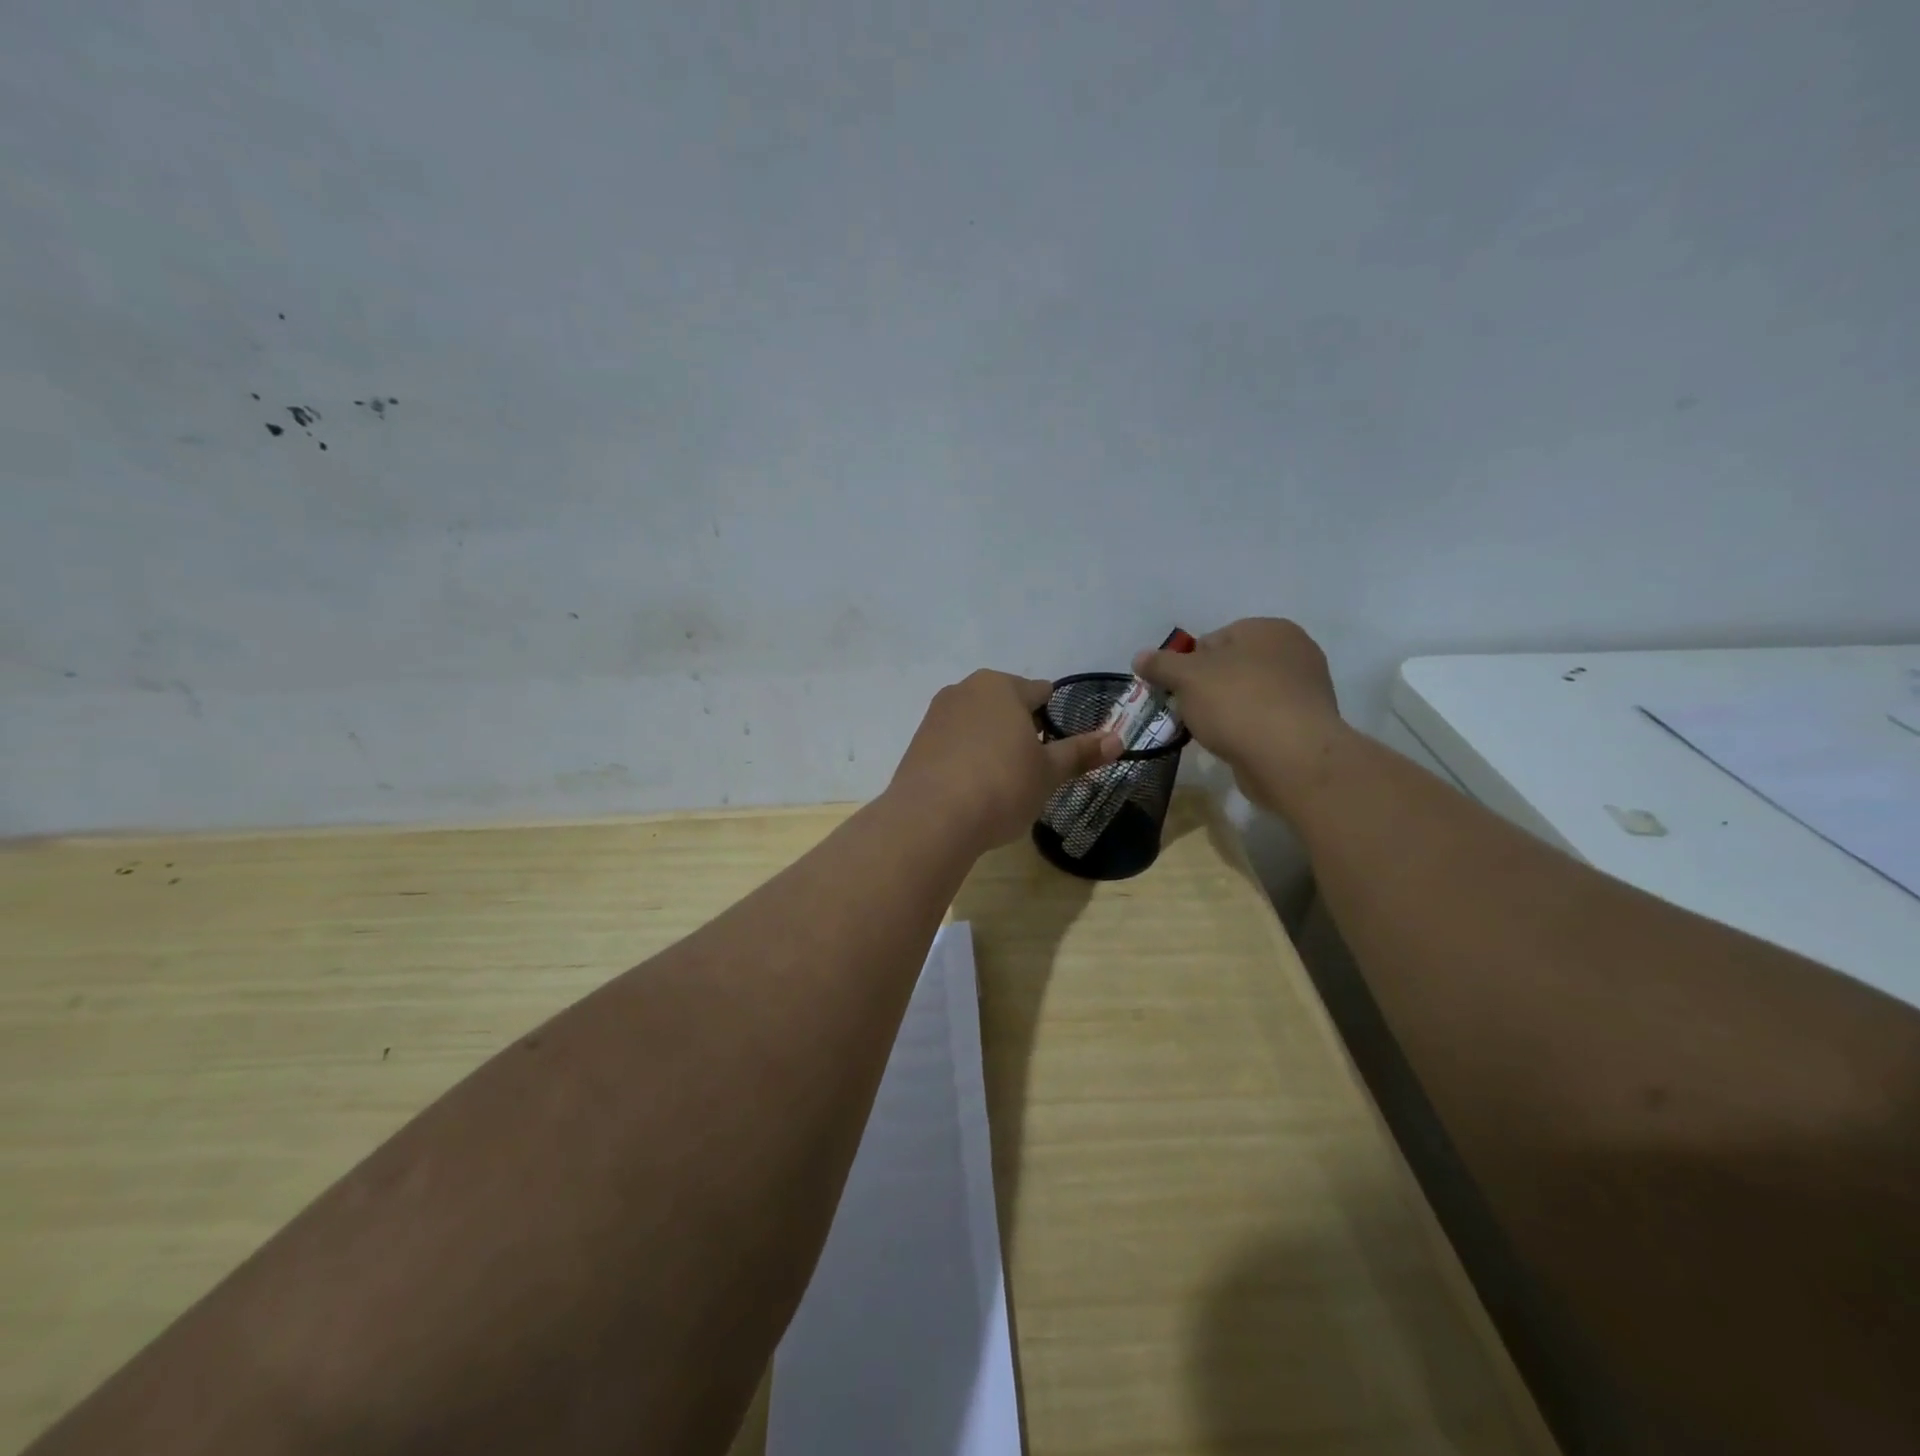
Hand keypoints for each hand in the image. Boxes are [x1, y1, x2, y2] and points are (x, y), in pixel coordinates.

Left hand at [888, 671, 1121, 851]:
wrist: (931, 818)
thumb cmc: (1001, 786)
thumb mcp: (1048, 773)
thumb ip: (1080, 753)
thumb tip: (1117, 739)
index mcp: (1001, 686)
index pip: (1039, 692)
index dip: (1053, 719)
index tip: (1057, 748)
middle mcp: (965, 689)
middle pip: (1005, 705)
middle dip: (1020, 730)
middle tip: (1031, 768)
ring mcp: (936, 715)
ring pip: (977, 723)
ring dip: (991, 743)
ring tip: (1001, 781)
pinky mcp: (917, 742)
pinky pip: (953, 743)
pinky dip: (966, 757)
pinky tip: (971, 788)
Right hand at [1132, 619, 1347, 814]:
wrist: (1291, 758)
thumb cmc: (1237, 704)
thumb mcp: (1186, 678)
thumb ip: (1160, 664)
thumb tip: (1139, 657)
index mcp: (1268, 629)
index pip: (1212, 640)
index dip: (1187, 666)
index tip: (1176, 692)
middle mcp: (1293, 651)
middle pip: (1230, 667)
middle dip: (1206, 689)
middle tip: (1189, 714)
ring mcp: (1305, 688)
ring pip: (1247, 694)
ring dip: (1226, 711)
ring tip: (1211, 733)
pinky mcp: (1307, 723)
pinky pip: (1264, 719)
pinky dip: (1247, 729)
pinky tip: (1235, 745)